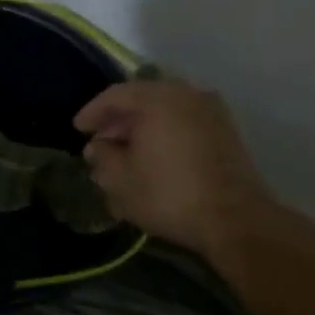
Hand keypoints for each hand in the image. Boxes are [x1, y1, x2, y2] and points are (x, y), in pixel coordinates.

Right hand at [74, 76, 280, 269]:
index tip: (79, 130)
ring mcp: (211, 111)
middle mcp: (186, 95)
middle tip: (101, 140)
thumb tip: (99, 147)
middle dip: (118, 119)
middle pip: (142, 98)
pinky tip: (153, 155)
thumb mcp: (120, 180)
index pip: (115, 96)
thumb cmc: (169, 194)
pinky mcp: (226, 131)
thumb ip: (102, 157)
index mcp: (157, 99)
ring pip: (165, 109)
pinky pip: (184, 121)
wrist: (235, 219)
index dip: (92, 112)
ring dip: (142, 126)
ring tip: (126, 150)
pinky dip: (165, 131)